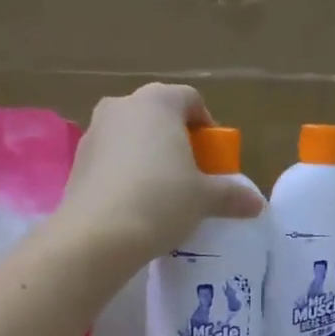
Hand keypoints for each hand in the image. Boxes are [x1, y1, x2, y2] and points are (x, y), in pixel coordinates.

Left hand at [60, 84, 263, 261]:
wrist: (98, 235)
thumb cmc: (160, 202)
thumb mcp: (204, 200)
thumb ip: (231, 196)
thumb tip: (257, 204)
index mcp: (157, 102)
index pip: (190, 100)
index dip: (207, 127)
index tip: (214, 158)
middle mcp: (122, 106)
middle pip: (158, 116)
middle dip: (176, 141)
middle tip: (190, 176)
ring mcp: (94, 132)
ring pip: (131, 138)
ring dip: (148, 157)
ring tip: (161, 194)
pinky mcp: (77, 162)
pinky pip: (111, 160)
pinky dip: (125, 174)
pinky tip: (134, 205)